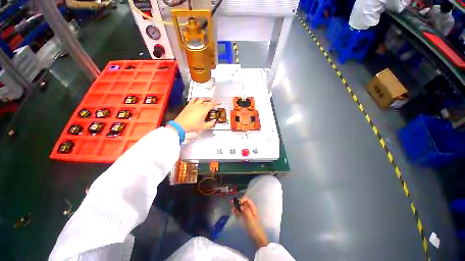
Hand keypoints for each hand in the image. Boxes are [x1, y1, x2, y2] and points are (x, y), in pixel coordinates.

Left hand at [174, 98, 218, 132]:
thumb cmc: (192, 126)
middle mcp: (199, 106)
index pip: (211, 104)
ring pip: (200, 99)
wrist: (181, 125)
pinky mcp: (188, 105)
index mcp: (204, 110)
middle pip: (206, 100)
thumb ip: (210, 124)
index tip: (218, 102)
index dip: (216, 102)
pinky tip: (197, 99)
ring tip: (206, 99)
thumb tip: (214, 121)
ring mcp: (193, 105)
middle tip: (213, 101)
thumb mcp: (203, 127)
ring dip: (204, 98)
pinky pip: (193, 99)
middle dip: (210, 100)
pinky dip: (196, 98)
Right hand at [232, 196, 268, 247]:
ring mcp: (247, 214)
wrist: (257, 237)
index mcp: (252, 208)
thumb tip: (241, 205)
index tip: (237, 202)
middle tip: (232, 204)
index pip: (247, 200)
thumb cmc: (254, 227)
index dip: (242, 199)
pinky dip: (236, 211)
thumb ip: (246, 210)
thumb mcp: (250, 218)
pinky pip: (240, 212)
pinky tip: (233, 213)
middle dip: (238, 203)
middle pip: (243, 203)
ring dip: (236, 207)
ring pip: (241, 207)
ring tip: (232, 209)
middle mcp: (249, 209)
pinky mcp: (244, 218)